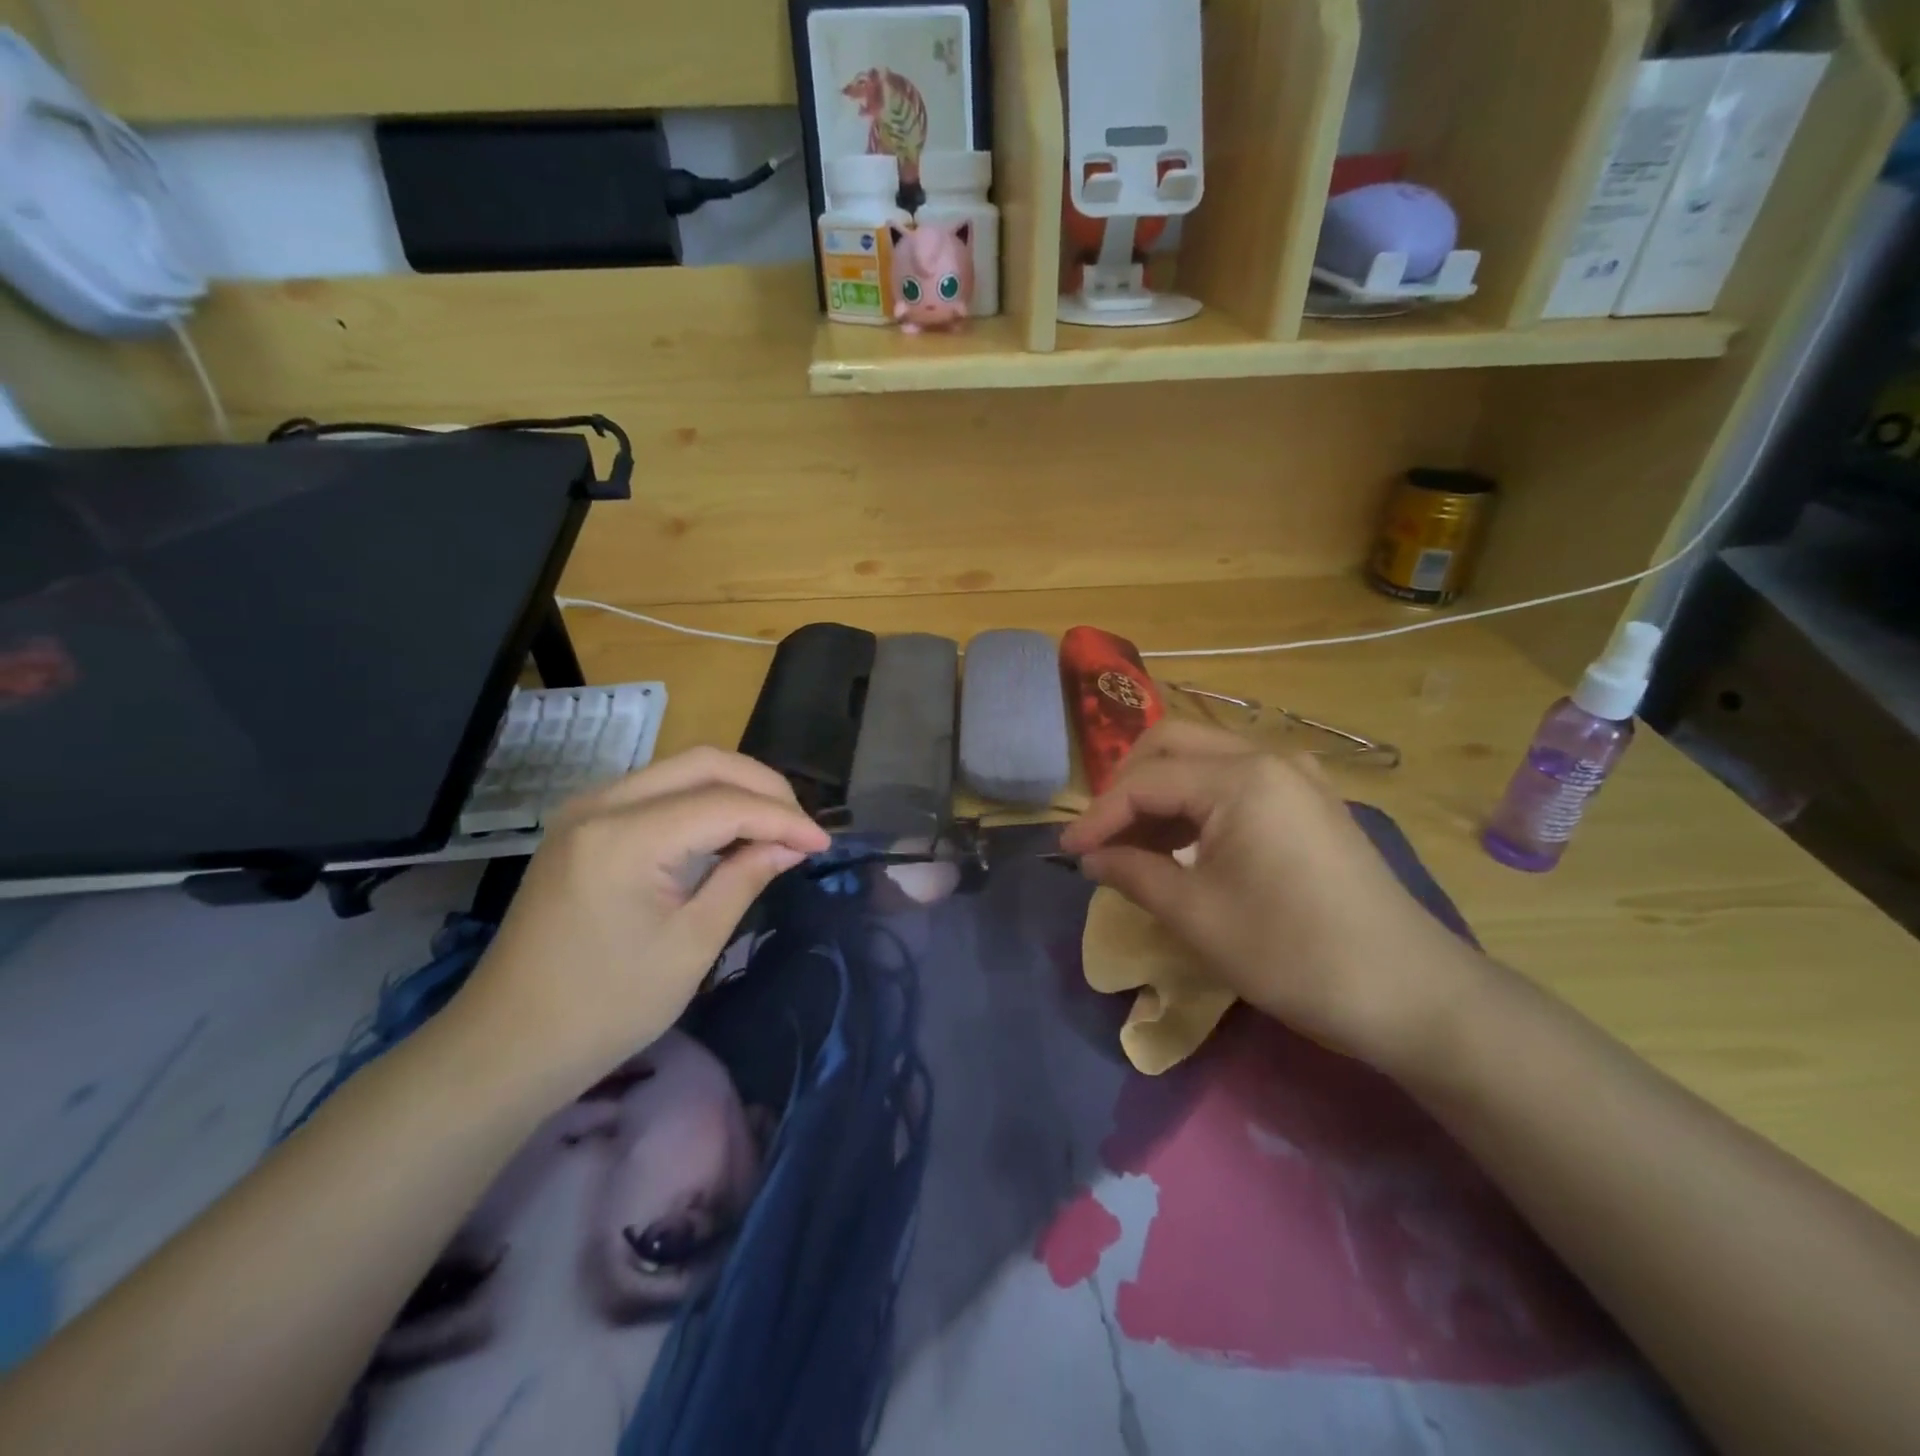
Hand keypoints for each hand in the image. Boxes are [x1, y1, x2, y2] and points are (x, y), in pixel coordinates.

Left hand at [445, 748, 830, 1099]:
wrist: (509, 1043)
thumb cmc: (606, 1006)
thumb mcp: (691, 944)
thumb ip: (745, 878)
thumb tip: (791, 845)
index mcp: (625, 837)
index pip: (725, 804)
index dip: (783, 819)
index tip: (823, 844)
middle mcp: (601, 804)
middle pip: (703, 764)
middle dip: (763, 787)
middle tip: (801, 827)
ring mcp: (586, 809)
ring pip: (679, 769)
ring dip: (734, 788)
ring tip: (775, 826)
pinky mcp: (583, 824)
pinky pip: (656, 790)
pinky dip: (702, 801)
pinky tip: (728, 830)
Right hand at [1058, 721, 1489, 1078]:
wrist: (1409, 993)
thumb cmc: (1293, 954)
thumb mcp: (1197, 916)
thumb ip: (1133, 873)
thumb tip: (1088, 857)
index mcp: (1241, 778)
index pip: (1145, 781)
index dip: (1098, 816)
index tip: (1065, 852)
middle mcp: (1268, 758)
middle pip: (1172, 744)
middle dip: (1126, 784)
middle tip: (1103, 835)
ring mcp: (1295, 776)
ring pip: (1203, 758)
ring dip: (1160, 791)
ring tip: (1134, 845)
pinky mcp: (1309, 801)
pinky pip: (1235, 779)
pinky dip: (1196, 802)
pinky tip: (1182, 844)